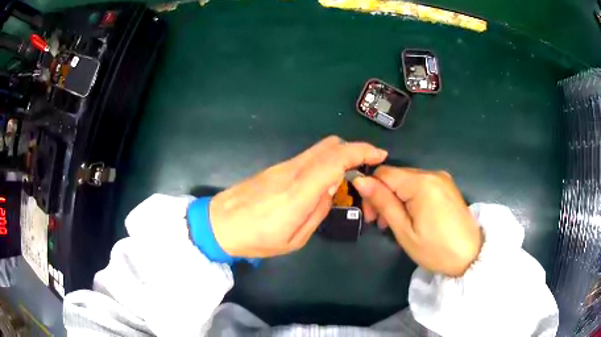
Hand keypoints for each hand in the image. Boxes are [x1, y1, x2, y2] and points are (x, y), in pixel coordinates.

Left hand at [209, 136, 387, 257]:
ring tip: (346, 177)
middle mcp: (292, 171)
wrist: (218, 224)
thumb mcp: (294, 239)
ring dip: (339, 155)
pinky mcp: (275, 168)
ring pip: (319, 149)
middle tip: (366, 167)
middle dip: (354, 149)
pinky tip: (322, 181)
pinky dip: (324, 161)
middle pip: (330, 145)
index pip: (335, 159)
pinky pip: (307, 158)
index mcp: (299, 192)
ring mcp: (282, 166)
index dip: (361, 151)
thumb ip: (317, 212)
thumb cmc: (256, 239)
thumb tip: (329, 191)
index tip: (379, 155)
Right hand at [351, 166, 482, 276]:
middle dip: (383, 196)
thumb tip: (360, 180)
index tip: (371, 216)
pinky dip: (410, 198)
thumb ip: (383, 202)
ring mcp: (442, 178)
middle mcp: (432, 173)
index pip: (383, 173)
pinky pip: (421, 185)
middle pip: (396, 176)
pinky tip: (411, 216)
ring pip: (407, 181)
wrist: (471, 256)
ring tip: (395, 223)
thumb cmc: (435, 249)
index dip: (371, 191)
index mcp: (421, 183)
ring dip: (396, 199)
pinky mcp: (447, 186)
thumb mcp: (404, 231)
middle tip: (381, 224)